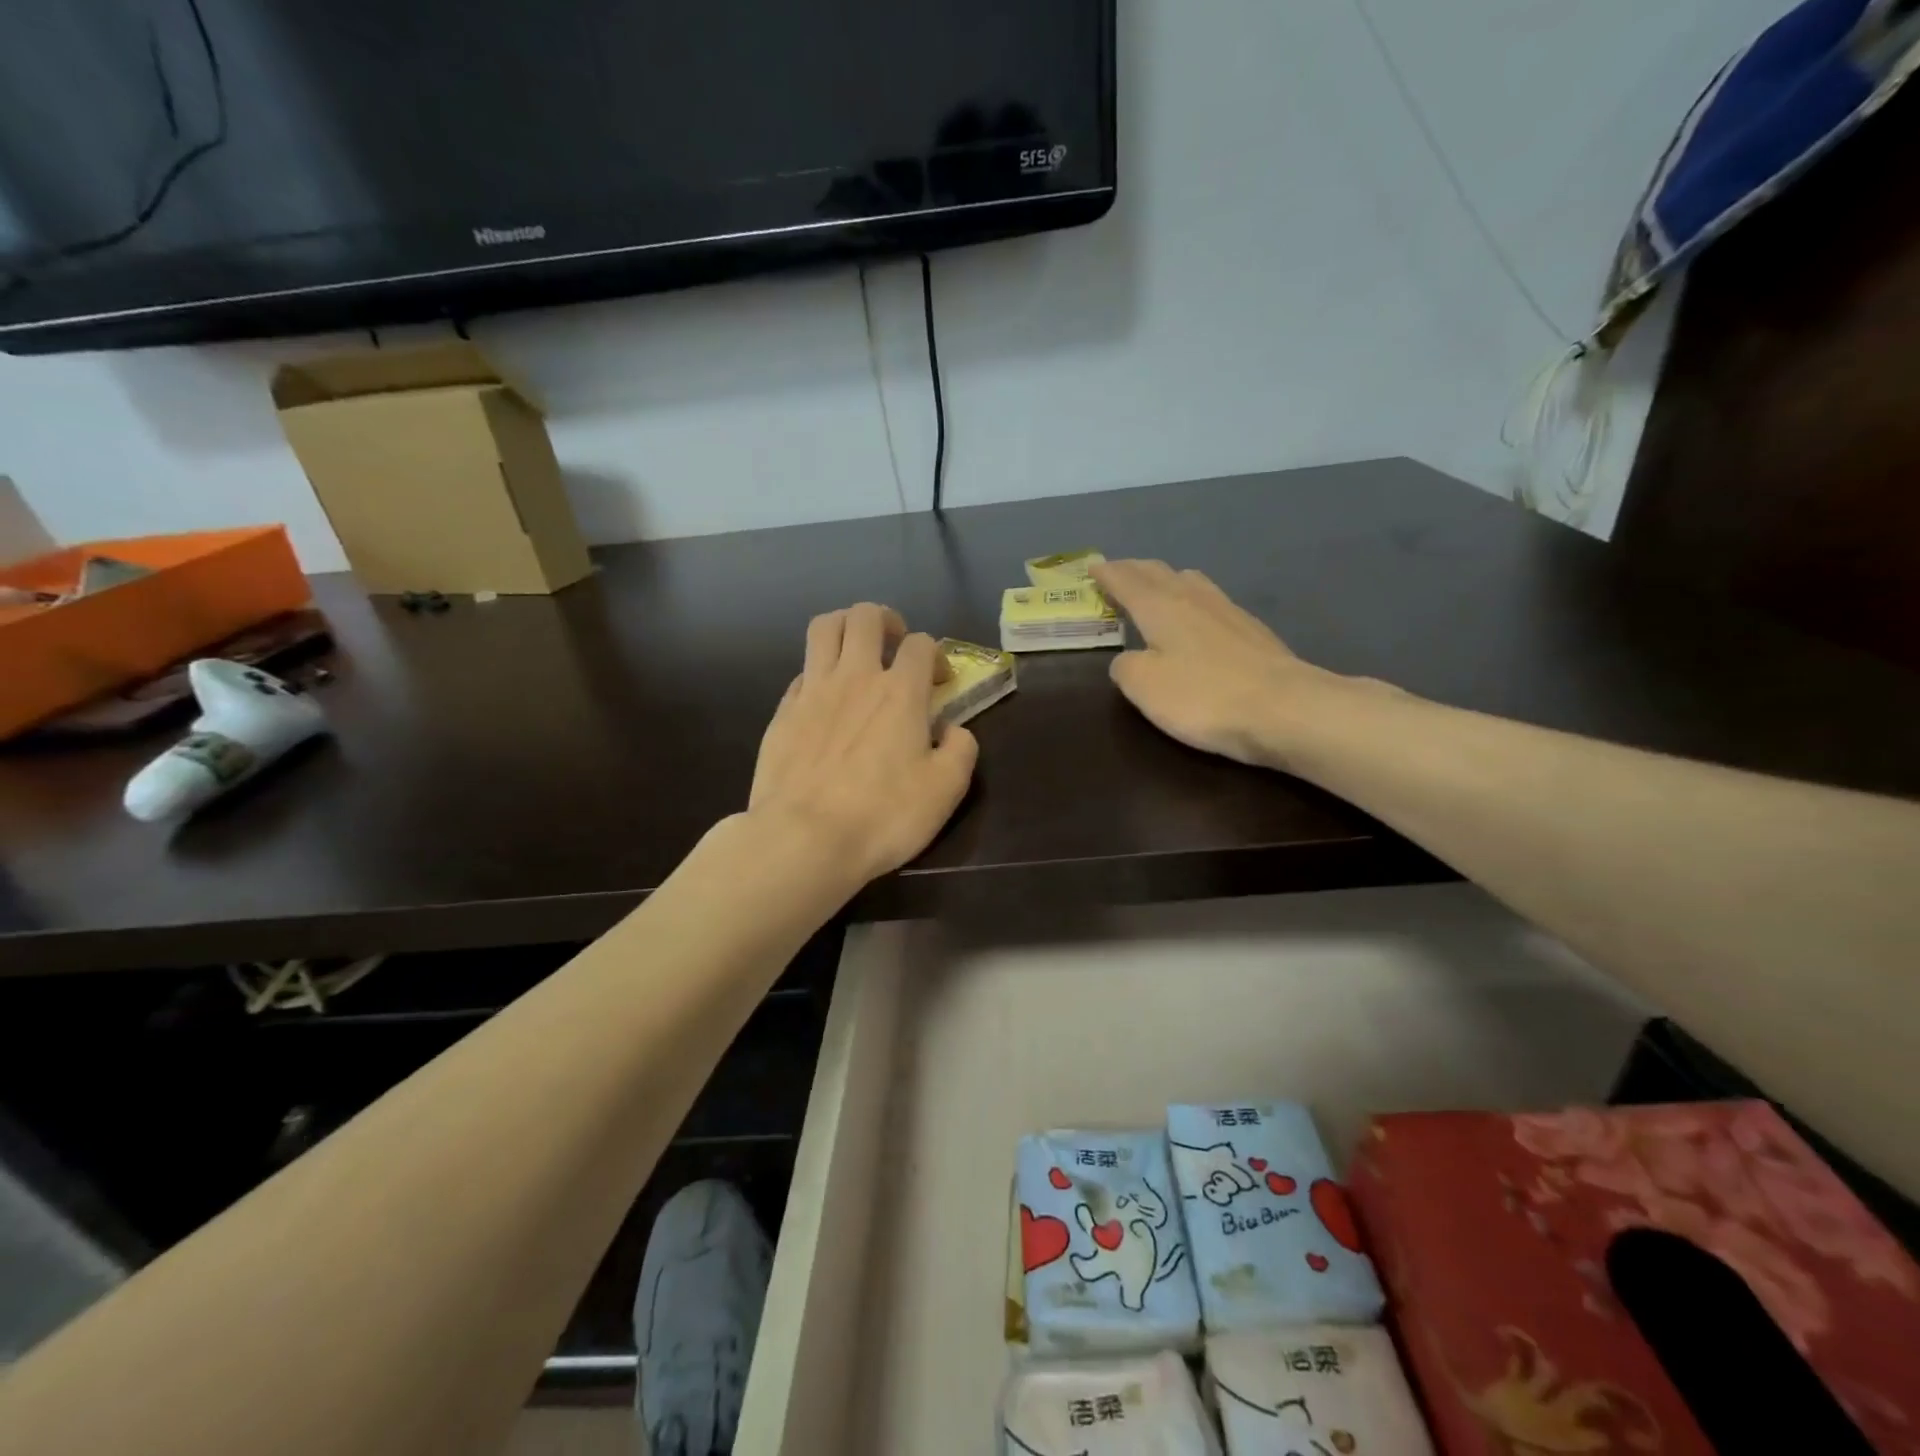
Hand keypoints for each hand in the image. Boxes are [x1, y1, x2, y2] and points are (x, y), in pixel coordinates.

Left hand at [748, 603, 977, 885]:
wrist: (804, 839)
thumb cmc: (882, 815)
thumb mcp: (945, 790)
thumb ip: (960, 750)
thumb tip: (952, 729)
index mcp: (900, 692)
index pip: (922, 644)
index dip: (936, 655)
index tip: (940, 681)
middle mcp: (855, 677)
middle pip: (865, 616)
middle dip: (887, 620)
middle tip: (895, 646)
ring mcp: (812, 691)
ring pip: (824, 628)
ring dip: (845, 626)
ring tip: (857, 650)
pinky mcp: (782, 712)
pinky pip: (802, 671)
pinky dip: (819, 671)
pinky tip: (826, 698)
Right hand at [1092, 559, 1353, 769]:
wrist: (1285, 708)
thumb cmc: (1203, 696)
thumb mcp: (1144, 686)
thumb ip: (1125, 667)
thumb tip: (1128, 659)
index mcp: (1161, 607)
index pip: (1127, 581)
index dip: (1107, 574)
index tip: (1093, 567)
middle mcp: (1194, 599)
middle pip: (1160, 573)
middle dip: (1134, 571)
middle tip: (1118, 573)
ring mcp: (1228, 612)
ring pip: (1191, 582)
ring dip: (1166, 580)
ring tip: (1156, 587)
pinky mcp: (1252, 631)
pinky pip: (1211, 602)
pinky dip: (1192, 600)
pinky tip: (1197, 617)